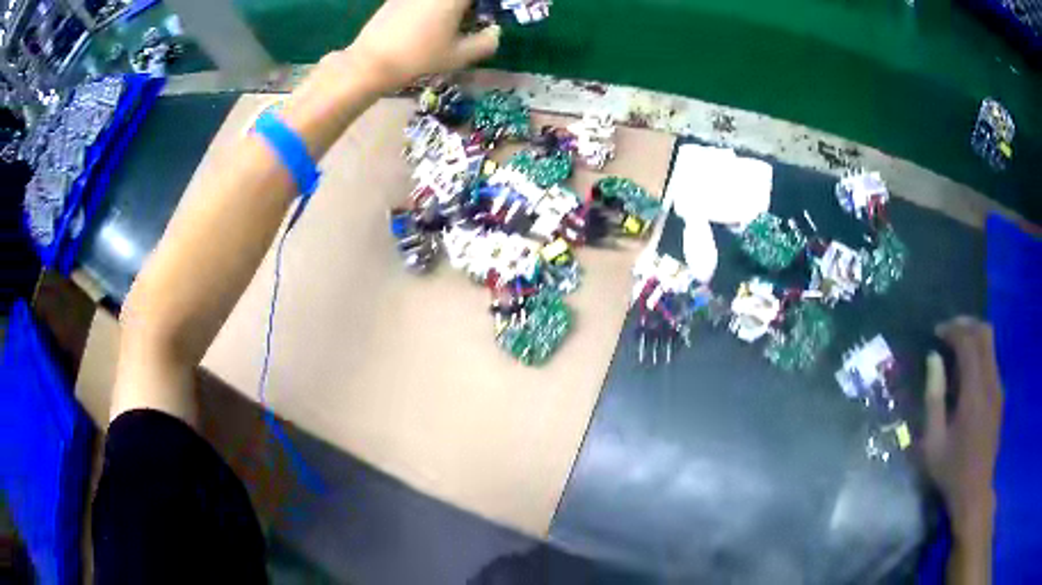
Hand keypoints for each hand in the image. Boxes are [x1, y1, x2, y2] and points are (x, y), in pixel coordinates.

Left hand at [347, 0, 500, 91]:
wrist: (371, 62)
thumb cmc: (419, 58)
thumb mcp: (458, 56)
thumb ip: (485, 43)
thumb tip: (495, 32)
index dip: (486, 5)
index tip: (488, 13)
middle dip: (466, 7)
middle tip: (471, 17)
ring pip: (437, 0)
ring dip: (447, 7)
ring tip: (450, 21)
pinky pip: (419, 2)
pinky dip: (427, 8)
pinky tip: (425, 22)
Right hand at [922, 318, 1002, 547]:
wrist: (975, 491)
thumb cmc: (951, 470)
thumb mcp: (933, 441)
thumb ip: (934, 397)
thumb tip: (933, 359)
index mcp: (974, 393)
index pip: (968, 343)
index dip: (952, 330)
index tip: (936, 332)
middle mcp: (990, 382)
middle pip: (985, 333)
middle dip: (966, 325)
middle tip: (948, 332)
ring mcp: (997, 388)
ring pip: (990, 344)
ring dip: (973, 337)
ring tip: (955, 348)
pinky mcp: (999, 396)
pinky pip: (992, 360)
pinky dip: (979, 353)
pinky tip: (966, 371)